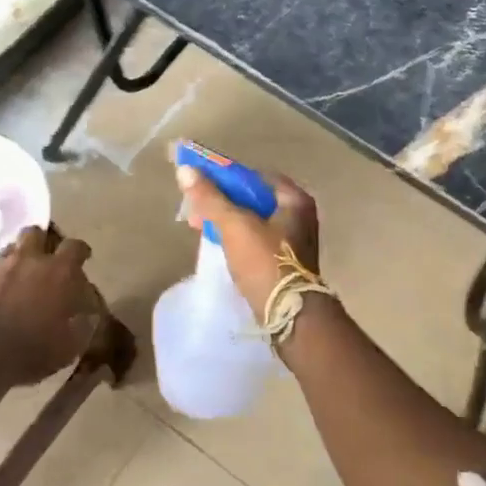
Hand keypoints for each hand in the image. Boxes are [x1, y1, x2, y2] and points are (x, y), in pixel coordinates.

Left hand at [0, 227, 100, 385]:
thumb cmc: (32, 351)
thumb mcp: (70, 346)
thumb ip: (82, 326)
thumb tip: (88, 317)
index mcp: (58, 272)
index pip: (75, 247)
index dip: (80, 251)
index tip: (83, 258)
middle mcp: (27, 260)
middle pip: (34, 233)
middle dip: (39, 242)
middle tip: (42, 260)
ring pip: (6, 251)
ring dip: (12, 262)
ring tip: (14, 279)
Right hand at [174, 164, 321, 311]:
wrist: (289, 315)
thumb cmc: (265, 262)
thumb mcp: (234, 225)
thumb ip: (210, 198)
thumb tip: (185, 170)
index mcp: (294, 200)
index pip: (255, 176)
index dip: (225, 176)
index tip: (200, 182)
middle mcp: (300, 215)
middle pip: (253, 198)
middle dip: (222, 201)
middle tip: (195, 207)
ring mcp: (294, 241)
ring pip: (253, 220)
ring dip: (227, 220)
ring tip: (199, 225)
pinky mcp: (285, 262)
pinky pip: (256, 240)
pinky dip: (237, 237)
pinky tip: (218, 243)